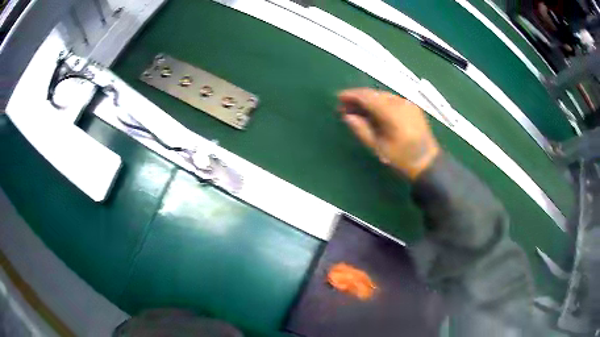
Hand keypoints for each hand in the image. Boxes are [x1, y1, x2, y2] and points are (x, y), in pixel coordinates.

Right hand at [337, 88, 439, 179]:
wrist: (427, 162)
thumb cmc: (402, 159)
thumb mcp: (378, 148)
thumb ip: (361, 130)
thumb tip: (346, 116)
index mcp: (393, 114)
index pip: (368, 97)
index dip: (352, 95)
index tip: (338, 98)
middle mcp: (401, 104)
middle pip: (374, 94)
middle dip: (358, 98)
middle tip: (344, 106)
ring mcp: (408, 103)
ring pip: (382, 95)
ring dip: (368, 100)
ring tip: (356, 109)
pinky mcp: (412, 106)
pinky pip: (391, 99)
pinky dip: (379, 102)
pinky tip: (372, 110)